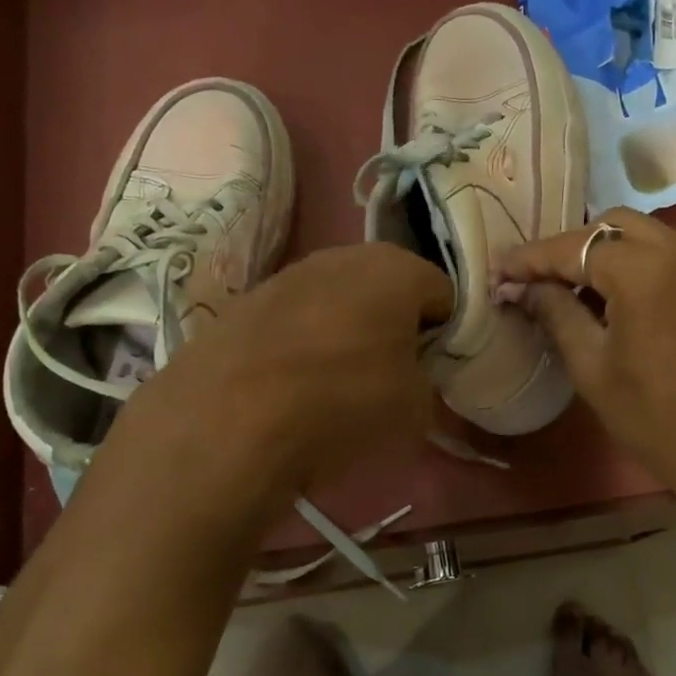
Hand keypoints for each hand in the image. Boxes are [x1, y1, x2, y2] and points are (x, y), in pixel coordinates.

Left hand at [110, 243, 453, 513]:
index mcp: (396, 268)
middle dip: (396, 328)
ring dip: (347, 334)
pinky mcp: (244, 302)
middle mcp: (342, 256)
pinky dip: (303, 345)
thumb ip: (428, 381)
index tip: (437, 371)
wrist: (228, 420)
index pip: (445, 296)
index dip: (447, 335)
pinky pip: (295, 320)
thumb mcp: (416, 408)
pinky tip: (293, 387)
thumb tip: (412, 376)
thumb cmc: (343, 402)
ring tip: (338, 386)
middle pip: (388, 291)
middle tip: (393, 377)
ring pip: (338, 302)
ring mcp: (287, 274)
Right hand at [497, 209, 675, 510]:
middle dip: (569, 248)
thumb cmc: (660, 420)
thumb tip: (524, 288)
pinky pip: (664, 252)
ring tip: (568, 289)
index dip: (531, 258)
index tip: (497, 271)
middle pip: (609, 226)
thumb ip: (557, 315)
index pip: (574, 247)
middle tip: (535, 281)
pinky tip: (611, 298)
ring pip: (640, 234)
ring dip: (601, 252)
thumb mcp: (594, 371)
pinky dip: (632, 262)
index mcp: (644, 271)